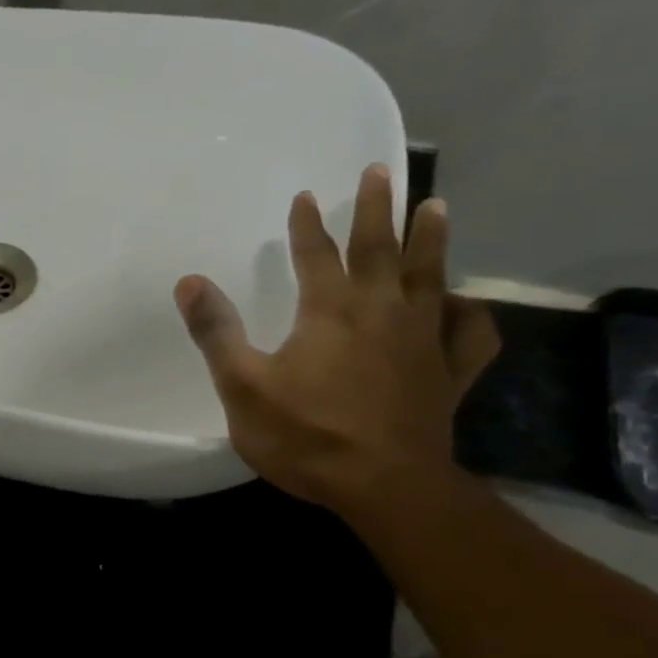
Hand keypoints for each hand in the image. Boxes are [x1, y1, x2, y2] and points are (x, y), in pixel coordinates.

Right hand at [173, 164, 501, 516]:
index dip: (308, 224)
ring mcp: (424, 340)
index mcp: (330, 311)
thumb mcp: (242, 385)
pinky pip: (469, 332)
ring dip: (430, 239)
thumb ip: (216, 331)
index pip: (317, 255)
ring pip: (431, 276)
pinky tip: (462, 305)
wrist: (384, 487)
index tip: (305, 195)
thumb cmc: (305, 435)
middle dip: (377, 208)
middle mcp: (382, 312)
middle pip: (380, 248)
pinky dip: (468, 313)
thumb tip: (189, 281)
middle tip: (381, 171)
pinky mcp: (449, 373)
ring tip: (435, 207)